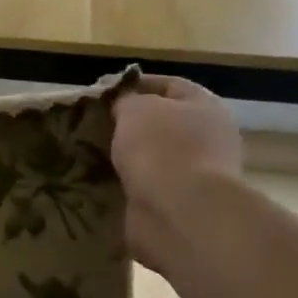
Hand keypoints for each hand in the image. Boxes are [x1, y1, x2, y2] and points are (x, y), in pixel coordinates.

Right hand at [110, 76, 242, 270]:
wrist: (179, 213)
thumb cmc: (162, 149)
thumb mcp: (136, 109)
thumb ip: (126, 100)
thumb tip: (123, 104)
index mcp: (204, 106)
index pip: (167, 85)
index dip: (134, 86)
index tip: (101, 94)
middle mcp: (206, 137)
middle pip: (161, 122)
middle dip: (128, 124)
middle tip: (92, 126)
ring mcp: (195, 173)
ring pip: (152, 155)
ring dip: (126, 156)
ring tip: (90, 154)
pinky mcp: (179, 203)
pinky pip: (147, 185)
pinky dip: (127, 183)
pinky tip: (102, 182)